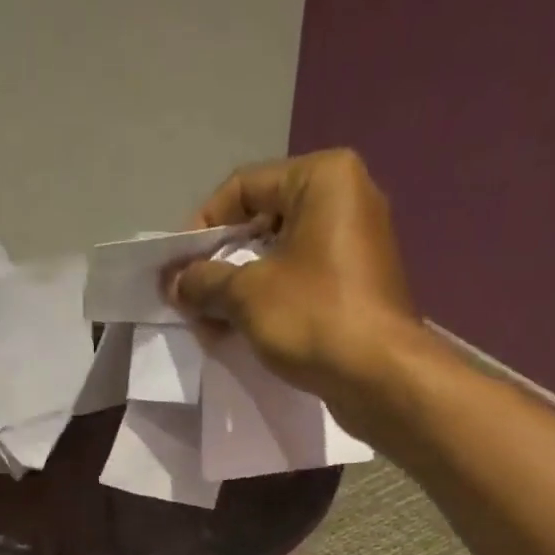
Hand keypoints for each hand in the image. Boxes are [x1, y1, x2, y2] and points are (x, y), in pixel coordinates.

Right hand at [168, 150, 420, 404]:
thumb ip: (204, 282)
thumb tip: (174, 283)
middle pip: (262, 222)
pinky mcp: (357, 286)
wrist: (380, 377)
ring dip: (239, 290)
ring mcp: (356, 244)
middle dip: (221, 264)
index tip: (178, 268)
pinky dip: (269, 303)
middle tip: (192, 301)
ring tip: (211, 325)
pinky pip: (301, 282)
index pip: (245, 187)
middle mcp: (346, 199)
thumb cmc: (314, 318)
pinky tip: (242, 333)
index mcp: (324, 178)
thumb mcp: (247, 295)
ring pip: (280, 257)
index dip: (203, 227)